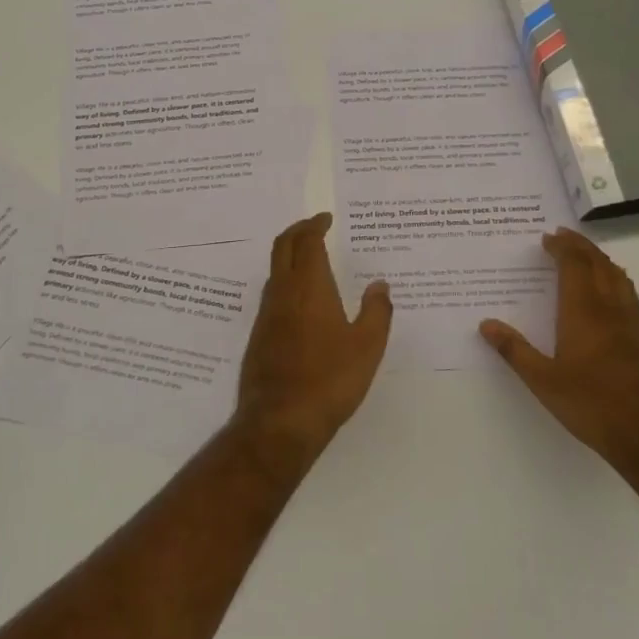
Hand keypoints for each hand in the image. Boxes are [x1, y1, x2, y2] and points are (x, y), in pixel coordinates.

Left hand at [233, 213, 392, 467]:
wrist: (279, 420)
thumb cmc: (330, 379)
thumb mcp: (367, 347)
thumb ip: (376, 312)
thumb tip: (380, 285)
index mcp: (309, 287)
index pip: (307, 242)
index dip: (315, 225)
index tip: (326, 218)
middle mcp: (283, 293)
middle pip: (283, 247)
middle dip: (298, 230)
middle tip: (314, 226)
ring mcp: (266, 314)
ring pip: (275, 271)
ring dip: (290, 256)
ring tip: (311, 259)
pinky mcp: (259, 335)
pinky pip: (272, 294)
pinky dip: (286, 281)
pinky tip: (301, 301)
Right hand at [479, 228, 638, 471]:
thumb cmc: (593, 405)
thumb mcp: (543, 381)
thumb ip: (515, 350)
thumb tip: (486, 325)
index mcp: (584, 313)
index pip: (575, 266)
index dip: (563, 248)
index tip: (548, 237)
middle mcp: (611, 310)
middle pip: (600, 265)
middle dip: (582, 247)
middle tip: (565, 236)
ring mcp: (634, 326)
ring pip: (619, 279)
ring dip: (601, 261)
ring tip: (587, 257)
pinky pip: (629, 297)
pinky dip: (615, 281)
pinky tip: (610, 296)